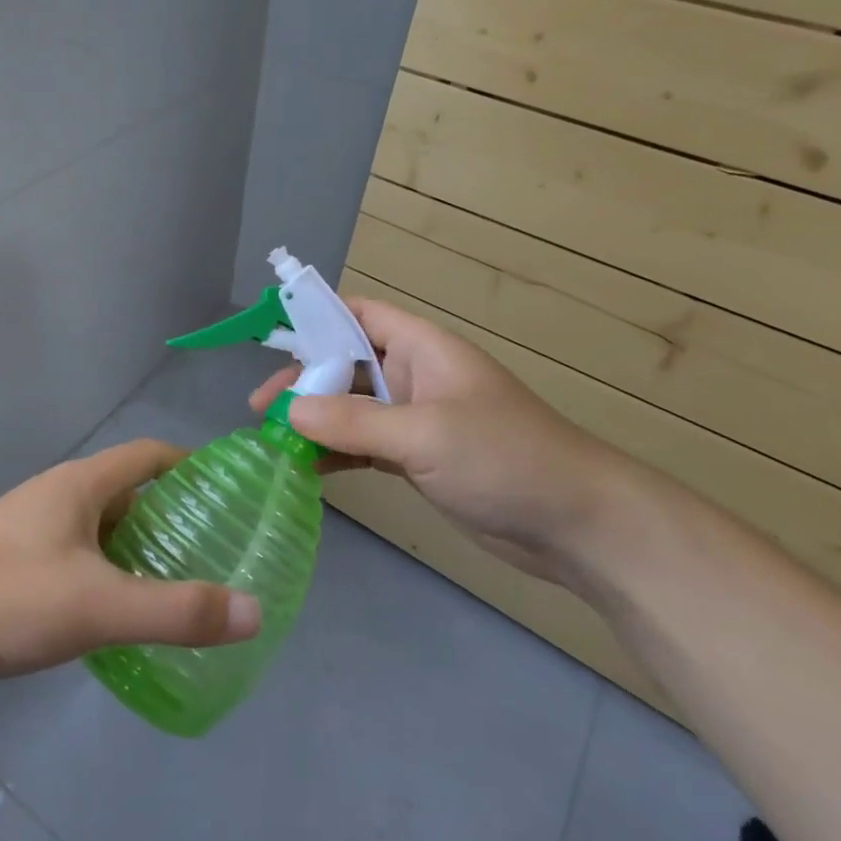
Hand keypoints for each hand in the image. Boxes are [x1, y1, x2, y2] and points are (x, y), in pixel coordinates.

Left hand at [0, 441, 263, 679]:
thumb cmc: (9, 596)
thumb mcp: (100, 606)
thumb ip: (176, 610)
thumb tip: (254, 611)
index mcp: (82, 484)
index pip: (148, 454)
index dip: (189, 465)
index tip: (225, 490)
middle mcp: (59, 493)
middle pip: (128, 490)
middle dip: (170, 514)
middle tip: (212, 549)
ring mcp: (33, 525)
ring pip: (101, 524)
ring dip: (137, 545)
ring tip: (174, 583)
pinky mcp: (15, 557)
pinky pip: (78, 551)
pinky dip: (107, 569)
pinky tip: (115, 610)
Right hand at [251, 296, 630, 582]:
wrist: (577, 525)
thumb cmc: (504, 459)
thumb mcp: (424, 434)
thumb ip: (353, 421)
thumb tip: (290, 411)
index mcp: (421, 349)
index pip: (359, 314)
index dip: (316, 317)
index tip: (270, 338)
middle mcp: (414, 376)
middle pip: (346, 364)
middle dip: (304, 382)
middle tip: (262, 409)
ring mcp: (416, 419)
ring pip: (352, 408)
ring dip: (315, 421)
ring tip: (272, 441)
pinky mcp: (418, 458)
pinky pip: (364, 445)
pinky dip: (336, 453)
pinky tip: (306, 469)